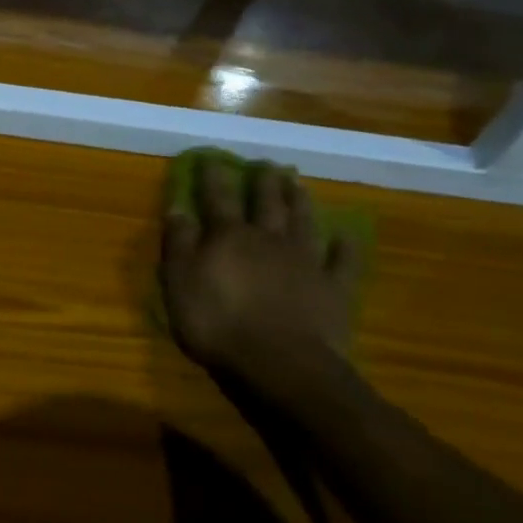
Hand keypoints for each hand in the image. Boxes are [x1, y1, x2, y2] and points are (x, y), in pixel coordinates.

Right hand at [160, 160, 360, 404]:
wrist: (281, 364)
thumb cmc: (218, 323)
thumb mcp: (180, 283)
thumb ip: (179, 244)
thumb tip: (177, 208)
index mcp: (228, 237)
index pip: (218, 198)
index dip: (213, 177)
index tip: (211, 158)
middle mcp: (268, 239)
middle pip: (267, 203)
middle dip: (264, 182)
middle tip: (266, 164)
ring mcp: (305, 262)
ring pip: (303, 222)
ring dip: (300, 201)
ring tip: (297, 183)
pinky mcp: (334, 288)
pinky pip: (343, 261)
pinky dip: (345, 246)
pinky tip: (345, 235)